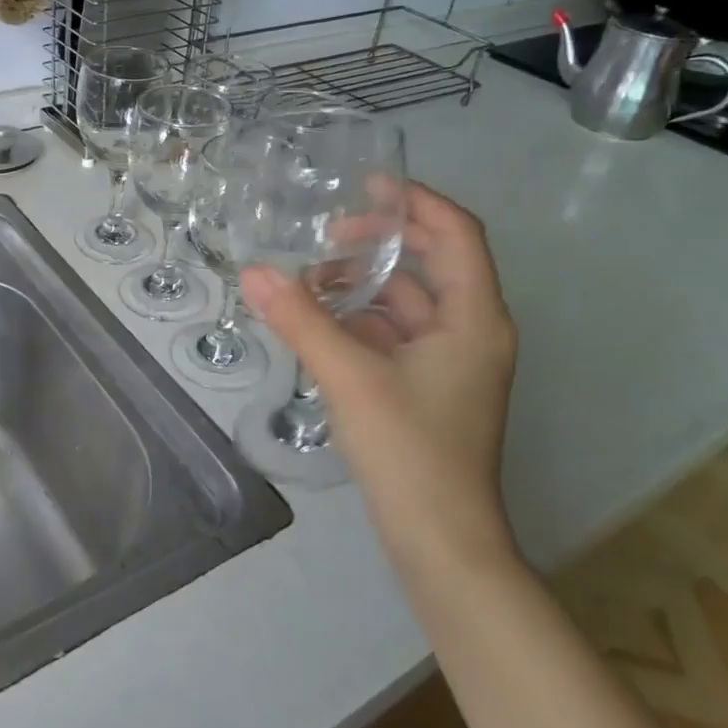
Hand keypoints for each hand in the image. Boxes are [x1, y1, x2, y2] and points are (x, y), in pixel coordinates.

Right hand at [240, 181, 519, 577]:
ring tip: (310, 282)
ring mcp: (453, 364)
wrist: (441, 544)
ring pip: (410, 302)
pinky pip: (398, 335)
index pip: (457, 233)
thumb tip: (253, 272)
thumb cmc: (410, 452)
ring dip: (365, 285)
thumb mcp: (350, 378)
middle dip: (381, 242)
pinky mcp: (431, 389)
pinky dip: (363, 321)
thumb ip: (301, 321)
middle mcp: (472, 332)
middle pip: (433, 262)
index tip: (367, 183)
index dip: (416, 201)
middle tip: (328, 235)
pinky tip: (320, 324)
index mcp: (474, 317)